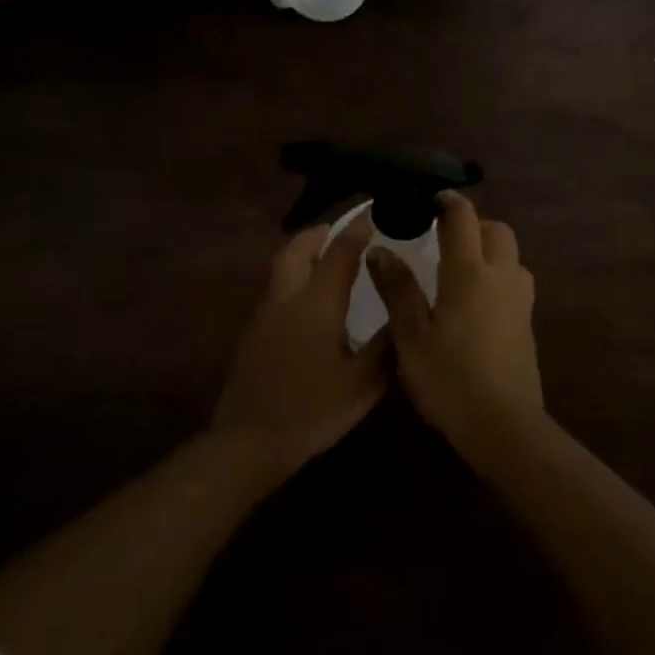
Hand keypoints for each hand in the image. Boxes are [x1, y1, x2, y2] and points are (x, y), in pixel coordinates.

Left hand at [213, 215, 389, 476]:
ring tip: (329, 260)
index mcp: (317, 303)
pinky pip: (278, 290)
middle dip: (319, 233)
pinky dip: (296, 279)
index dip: (357, 231)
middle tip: (341, 231)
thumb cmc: (312, 409)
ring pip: (283, 268)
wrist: (249, 441)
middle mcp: (287, 298)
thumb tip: (406, 319)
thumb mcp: (362, 384)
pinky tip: (311, 303)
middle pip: (297, 249)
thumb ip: (386, 348)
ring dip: (304, 254)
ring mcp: (265, 315)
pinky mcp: (254, 334)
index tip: (373, 214)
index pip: (339, 253)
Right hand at [366, 192, 541, 454]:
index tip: (428, 198)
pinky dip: (498, 275)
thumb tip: (380, 250)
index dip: (447, 201)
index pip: (463, 218)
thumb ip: (397, 289)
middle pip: (497, 230)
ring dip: (490, 250)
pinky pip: (515, 281)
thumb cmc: (450, 379)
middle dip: (473, 224)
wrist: (504, 426)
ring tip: (459, 269)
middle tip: (444, 238)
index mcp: (469, 273)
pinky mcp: (528, 323)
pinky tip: (475, 302)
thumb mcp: (411, 336)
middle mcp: (501, 277)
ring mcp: (520, 301)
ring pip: (511, 256)